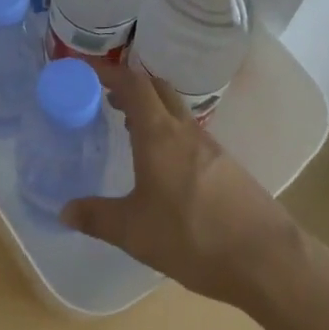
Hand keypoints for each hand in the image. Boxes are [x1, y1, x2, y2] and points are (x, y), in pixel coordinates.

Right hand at [60, 58, 303, 307]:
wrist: (265, 258)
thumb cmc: (192, 237)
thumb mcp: (134, 232)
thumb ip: (96, 217)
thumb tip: (63, 211)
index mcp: (159, 134)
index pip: (133, 83)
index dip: (108, 72)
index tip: (86, 71)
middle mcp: (184, 129)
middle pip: (156, 88)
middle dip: (130, 85)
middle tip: (105, 96)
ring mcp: (208, 145)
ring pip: (174, 109)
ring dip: (150, 107)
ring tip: (128, 125)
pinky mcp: (225, 164)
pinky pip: (188, 131)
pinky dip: (167, 129)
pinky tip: (162, 161)